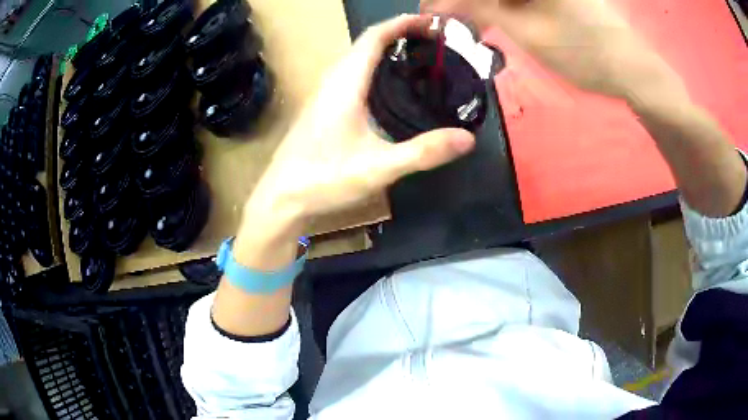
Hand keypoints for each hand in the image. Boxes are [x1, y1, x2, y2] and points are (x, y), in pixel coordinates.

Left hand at [245, 14, 475, 235]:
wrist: (281, 199)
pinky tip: (390, 86)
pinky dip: (374, 68)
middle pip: (366, 43)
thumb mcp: (378, 168)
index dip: (402, 24)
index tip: (430, 23)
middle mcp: (332, 81)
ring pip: (357, 58)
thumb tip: (467, 139)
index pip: (374, 37)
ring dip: (386, 49)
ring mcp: (323, 94)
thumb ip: (423, 152)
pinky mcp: (322, 108)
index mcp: (345, 84)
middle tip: (432, 41)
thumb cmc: (323, 179)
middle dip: (399, 33)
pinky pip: (351, 74)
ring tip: (417, 56)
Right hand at [422, 0, 687, 103]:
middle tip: (451, 19)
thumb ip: (480, 9)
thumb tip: (436, 4)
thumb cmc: (585, 54)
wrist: (633, 69)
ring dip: (487, 4)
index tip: (430, 11)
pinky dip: (505, 5)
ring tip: (474, 23)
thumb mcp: (527, 32)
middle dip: (466, 1)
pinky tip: (498, 18)